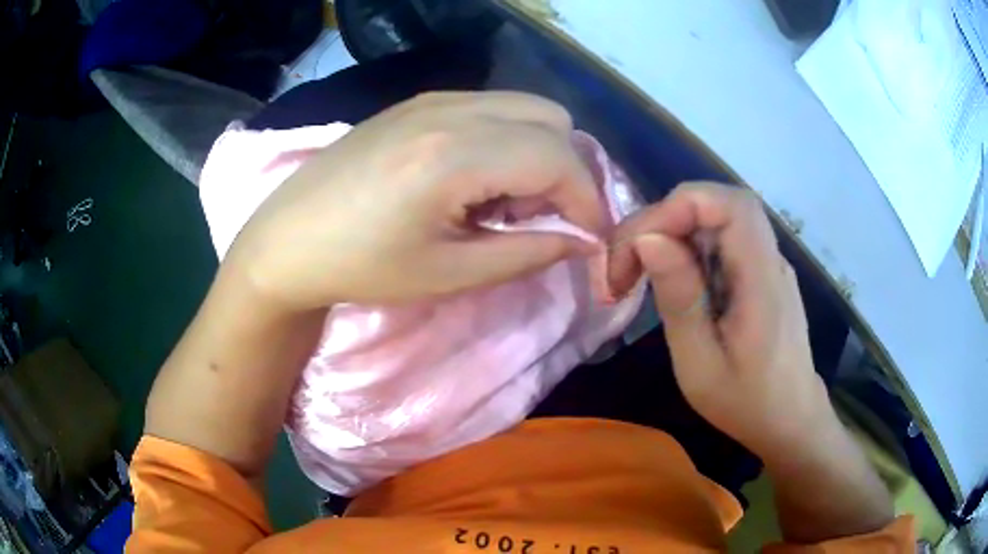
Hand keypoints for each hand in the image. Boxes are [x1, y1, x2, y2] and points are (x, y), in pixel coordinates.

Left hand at [227, 92, 604, 309]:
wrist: (287, 240)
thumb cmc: (361, 267)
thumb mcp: (451, 273)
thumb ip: (529, 252)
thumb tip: (582, 239)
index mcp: (454, 154)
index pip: (559, 158)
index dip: (589, 200)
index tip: (591, 238)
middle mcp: (450, 109)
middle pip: (553, 119)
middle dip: (566, 170)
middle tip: (541, 218)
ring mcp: (432, 98)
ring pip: (525, 107)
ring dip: (537, 152)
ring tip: (504, 201)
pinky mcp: (417, 102)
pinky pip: (490, 106)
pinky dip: (507, 138)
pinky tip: (474, 178)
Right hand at [608, 182, 831, 456]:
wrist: (790, 419)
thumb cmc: (746, 403)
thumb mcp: (700, 365)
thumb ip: (679, 299)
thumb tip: (648, 239)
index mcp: (762, 280)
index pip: (729, 205)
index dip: (679, 207)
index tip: (638, 247)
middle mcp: (770, 259)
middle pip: (721, 203)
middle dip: (667, 218)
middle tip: (629, 259)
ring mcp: (769, 263)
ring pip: (719, 217)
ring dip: (674, 232)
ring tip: (643, 272)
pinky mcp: (762, 272)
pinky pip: (724, 240)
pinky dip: (690, 247)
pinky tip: (676, 282)